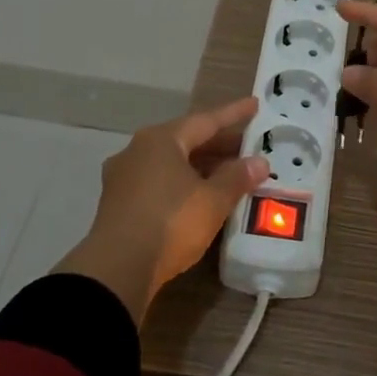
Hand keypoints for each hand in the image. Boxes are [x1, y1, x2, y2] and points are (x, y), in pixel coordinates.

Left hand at [55, 97, 268, 322]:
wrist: (117, 270)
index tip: (255, 105)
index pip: (205, 120)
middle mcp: (138, 151)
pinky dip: (185, 184)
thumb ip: (238, 177)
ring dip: (202, 167)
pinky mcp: (119, 204)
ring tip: (231, 174)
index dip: (233, 114)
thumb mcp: (213, 200)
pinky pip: (160, 183)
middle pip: (186, 141)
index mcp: (160, 140)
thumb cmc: (170, 222)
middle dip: (219, 144)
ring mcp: (124, 178)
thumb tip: (259, 162)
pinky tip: (201, 197)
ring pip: (172, 164)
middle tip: (249, 147)